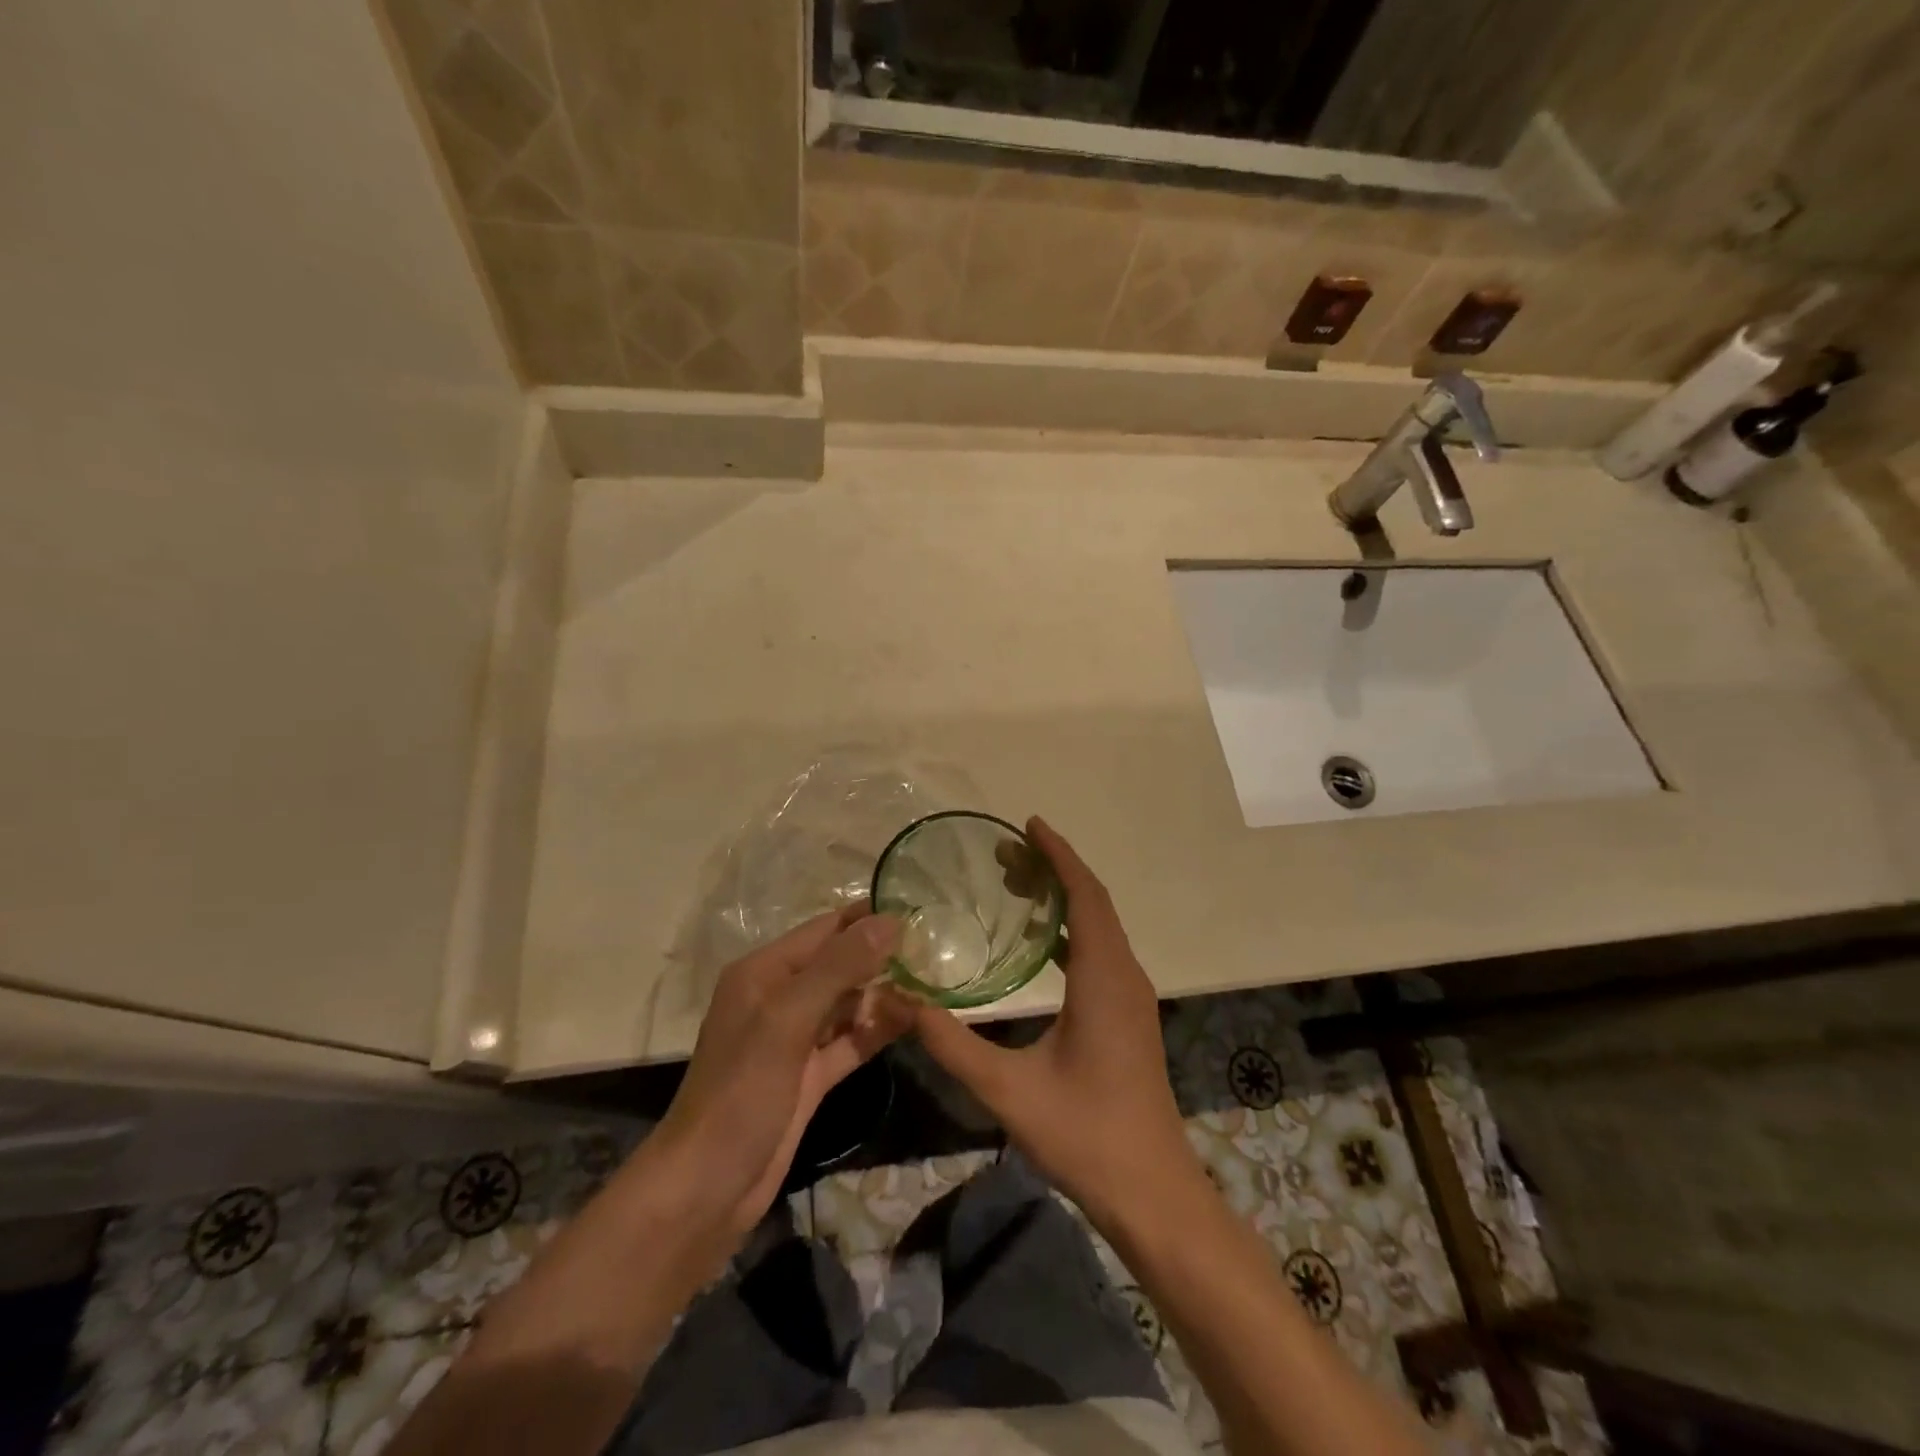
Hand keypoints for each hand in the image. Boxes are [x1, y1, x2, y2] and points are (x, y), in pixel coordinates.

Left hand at [658, 904, 912, 1236]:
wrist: (707, 1189)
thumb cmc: (741, 1091)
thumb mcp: (787, 1020)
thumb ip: (839, 968)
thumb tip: (890, 921)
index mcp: (765, 972)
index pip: (825, 930)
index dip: (868, 919)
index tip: (919, 910)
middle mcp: (780, 997)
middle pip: (840, 965)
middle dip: (882, 957)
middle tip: (936, 949)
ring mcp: (796, 1039)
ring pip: (848, 1004)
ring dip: (885, 995)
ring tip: (934, 982)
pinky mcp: (810, 1075)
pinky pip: (850, 1041)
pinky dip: (877, 1031)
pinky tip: (914, 1020)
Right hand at [910, 818, 1203, 1226]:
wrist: (1153, 1193)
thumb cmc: (1086, 1135)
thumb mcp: (1008, 1089)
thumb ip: (951, 1042)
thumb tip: (899, 1000)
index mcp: (1104, 979)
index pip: (1085, 895)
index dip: (1059, 855)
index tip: (1028, 825)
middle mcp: (1125, 976)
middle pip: (1094, 902)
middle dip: (1055, 869)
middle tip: (1007, 853)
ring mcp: (1132, 997)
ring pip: (1101, 927)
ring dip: (1066, 898)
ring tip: (1020, 885)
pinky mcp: (1130, 1017)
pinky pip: (1102, 952)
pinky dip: (1073, 930)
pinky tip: (1042, 945)